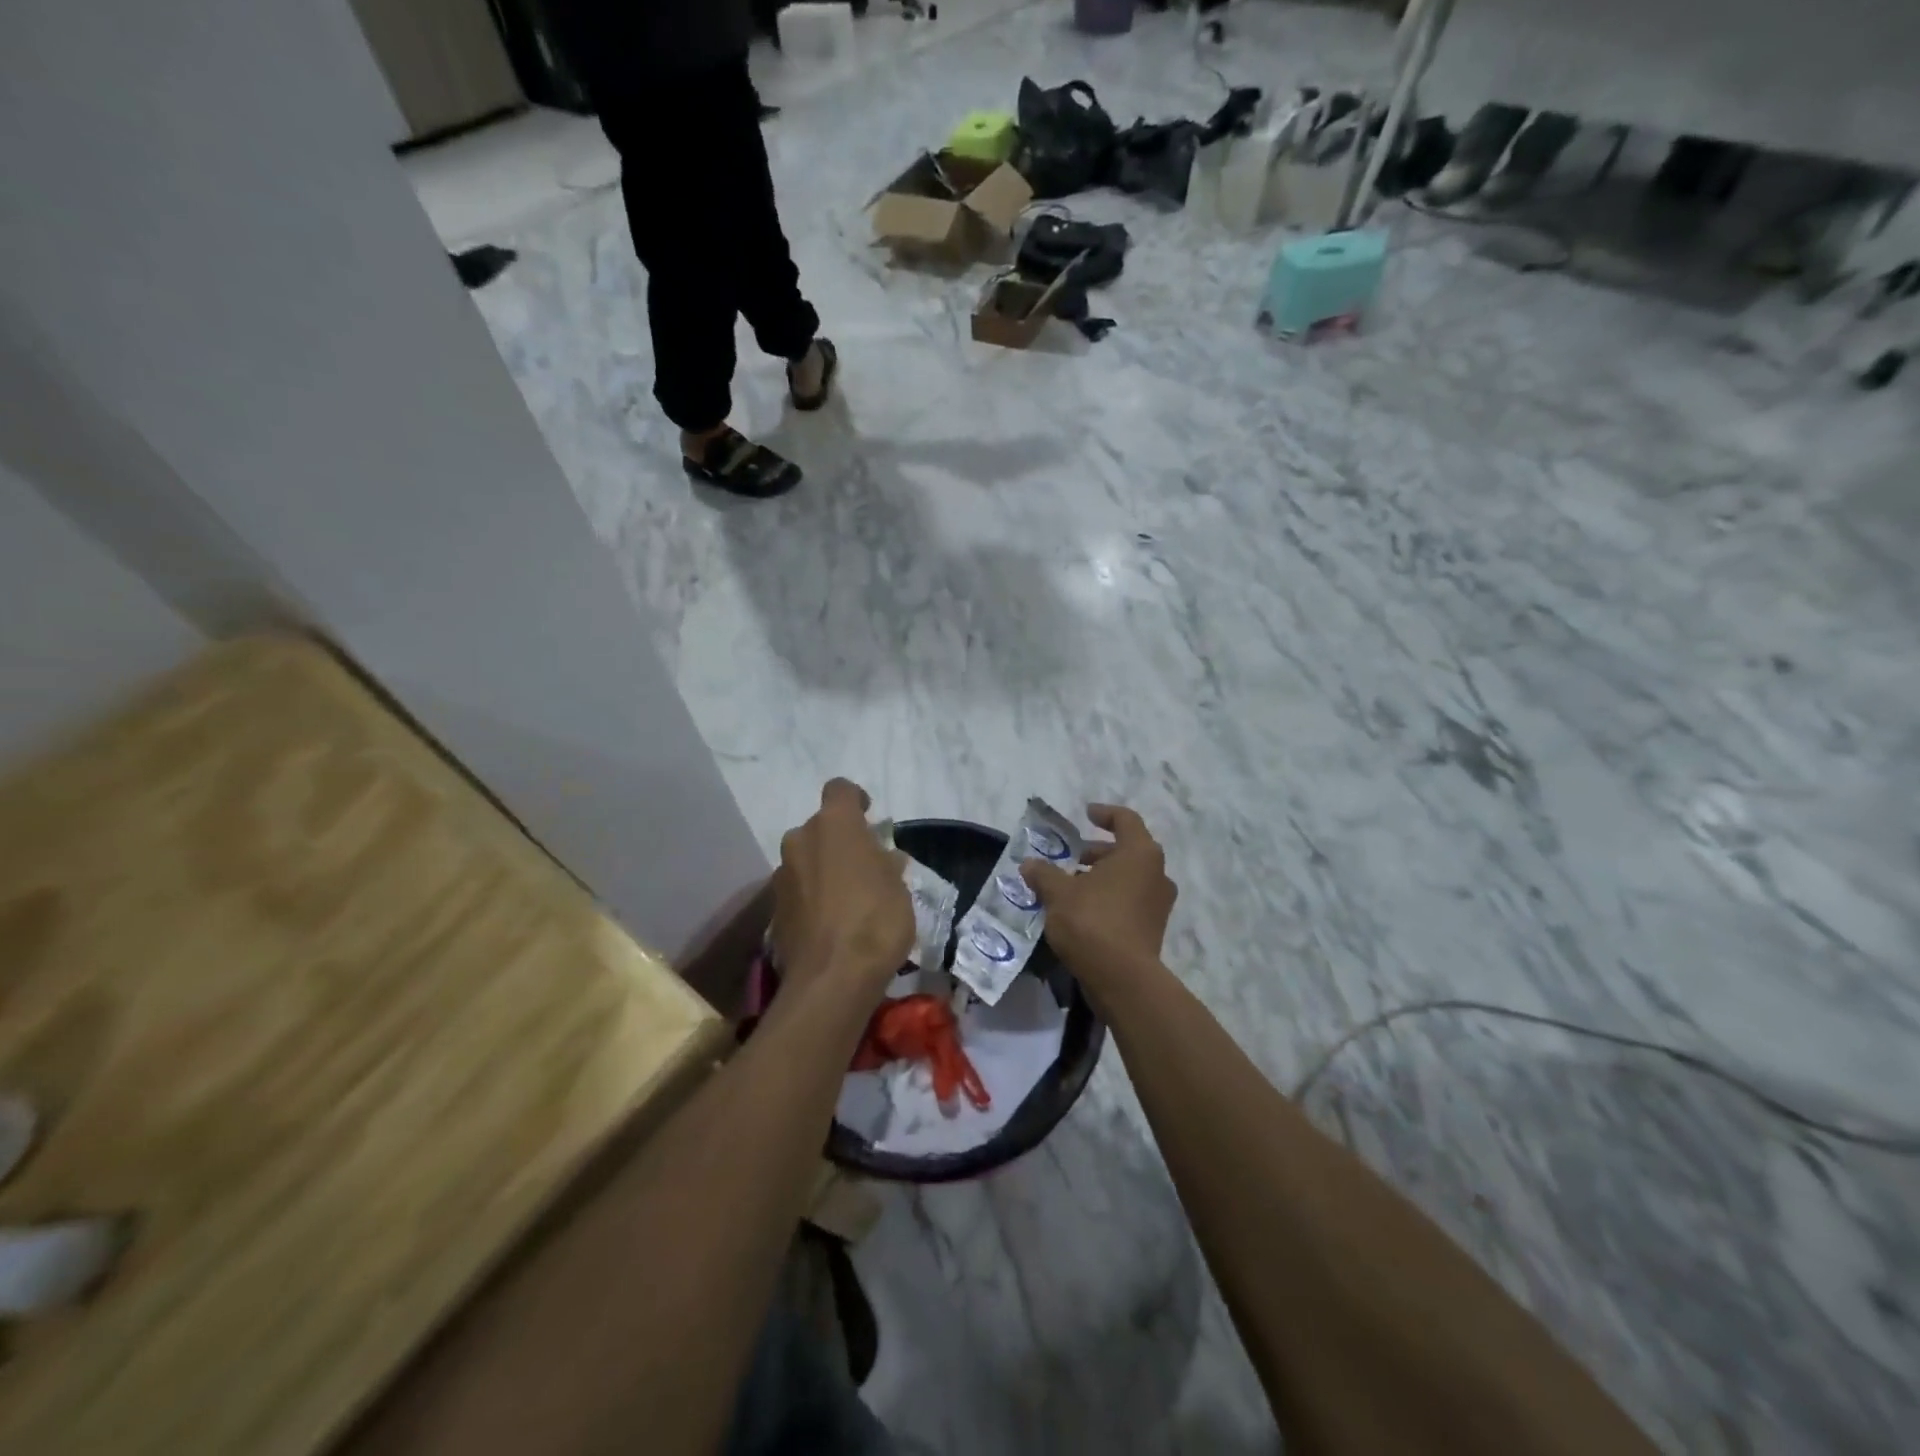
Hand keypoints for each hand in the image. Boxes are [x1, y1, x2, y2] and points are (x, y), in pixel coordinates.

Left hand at [772, 778, 913, 992]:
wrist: (832, 978)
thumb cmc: (875, 919)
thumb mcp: (898, 887)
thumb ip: (886, 864)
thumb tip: (882, 857)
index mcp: (834, 824)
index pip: (840, 789)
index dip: (855, 799)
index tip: (869, 817)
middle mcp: (801, 839)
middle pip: (820, 827)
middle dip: (839, 841)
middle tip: (864, 865)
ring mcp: (782, 874)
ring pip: (807, 859)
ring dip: (824, 869)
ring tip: (849, 898)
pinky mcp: (774, 908)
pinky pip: (798, 890)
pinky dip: (812, 896)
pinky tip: (831, 922)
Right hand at [1020, 804, 1176, 984]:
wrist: (1123, 980)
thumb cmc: (1092, 922)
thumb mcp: (1058, 893)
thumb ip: (1044, 874)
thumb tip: (1029, 864)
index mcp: (1139, 853)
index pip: (1125, 820)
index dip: (1104, 814)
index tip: (1086, 814)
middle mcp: (1156, 873)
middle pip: (1126, 850)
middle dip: (1096, 852)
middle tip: (1070, 859)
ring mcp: (1158, 903)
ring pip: (1128, 878)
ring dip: (1101, 877)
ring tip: (1069, 887)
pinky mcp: (1153, 928)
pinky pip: (1130, 901)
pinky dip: (1109, 898)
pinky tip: (1081, 911)